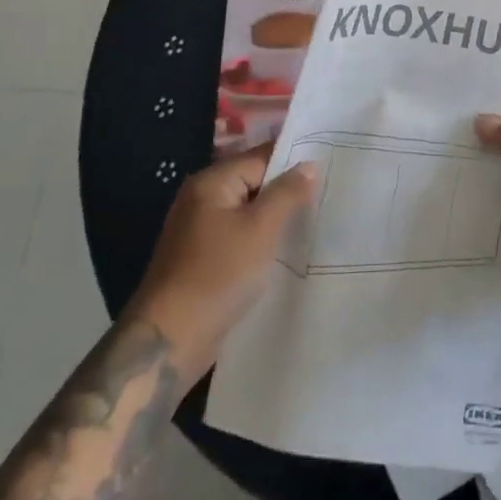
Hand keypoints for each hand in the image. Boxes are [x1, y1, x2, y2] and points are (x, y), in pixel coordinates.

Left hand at [124, 147, 316, 378]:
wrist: (170, 341)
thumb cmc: (217, 275)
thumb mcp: (260, 229)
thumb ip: (287, 193)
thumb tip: (308, 165)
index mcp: (211, 183)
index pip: (261, 158)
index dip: (294, 161)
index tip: (330, 166)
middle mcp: (202, 199)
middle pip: (254, 183)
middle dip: (288, 190)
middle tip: (328, 193)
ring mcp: (200, 231)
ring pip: (249, 212)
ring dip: (276, 217)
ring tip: (315, 220)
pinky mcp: (203, 259)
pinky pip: (241, 236)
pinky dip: (262, 239)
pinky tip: (287, 250)